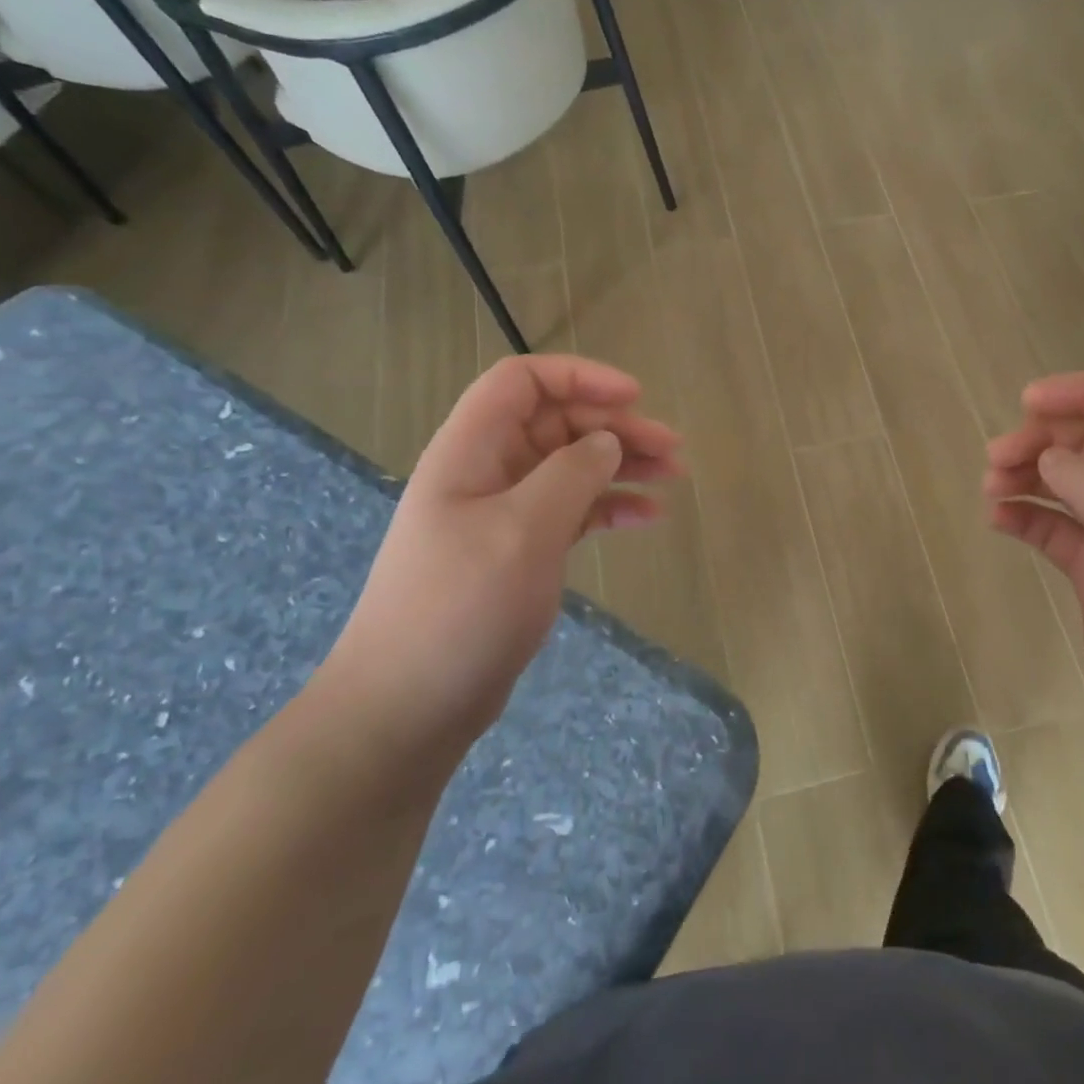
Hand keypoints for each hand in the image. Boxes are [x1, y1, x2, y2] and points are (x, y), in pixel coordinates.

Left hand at [320, 355, 681, 755]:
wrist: (409, 706)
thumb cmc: (460, 608)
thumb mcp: (522, 531)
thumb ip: (570, 474)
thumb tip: (607, 442)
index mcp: (471, 451)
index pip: (523, 382)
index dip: (580, 377)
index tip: (635, 398)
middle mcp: (487, 471)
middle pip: (557, 423)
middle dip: (616, 427)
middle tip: (673, 449)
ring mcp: (504, 513)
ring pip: (571, 466)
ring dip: (622, 464)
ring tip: (674, 475)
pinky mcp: (521, 551)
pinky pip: (573, 510)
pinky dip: (610, 506)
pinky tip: (648, 516)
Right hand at [984, 372, 1083, 763]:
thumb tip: (1052, 459)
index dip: (1081, 391)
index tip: (1026, 403)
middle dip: (1042, 439)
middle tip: (996, 458)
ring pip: (1070, 485)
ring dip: (1029, 477)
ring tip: (991, 489)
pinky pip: (1058, 530)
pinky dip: (1028, 518)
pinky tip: (998, 522)